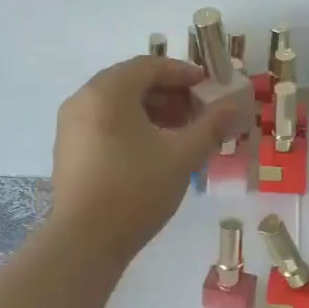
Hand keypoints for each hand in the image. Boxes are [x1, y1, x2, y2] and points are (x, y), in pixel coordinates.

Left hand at [49, 55, 248, 258]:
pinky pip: (104, 124)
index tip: (211, 88)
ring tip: (182, 134)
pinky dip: (132, 127)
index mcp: (107, 91)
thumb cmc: (136, 189)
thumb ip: (212, 125)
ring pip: (118, 105)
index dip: (184, 73)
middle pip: (132, 83)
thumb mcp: (182, 155)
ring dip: (153, 112)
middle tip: (200, 113)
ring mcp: (71, 126)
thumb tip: (240, 105)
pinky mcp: (68, 150)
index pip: (150, 65)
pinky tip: (154, 152)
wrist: (84, 241)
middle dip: (170, 94)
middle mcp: (83, 99)